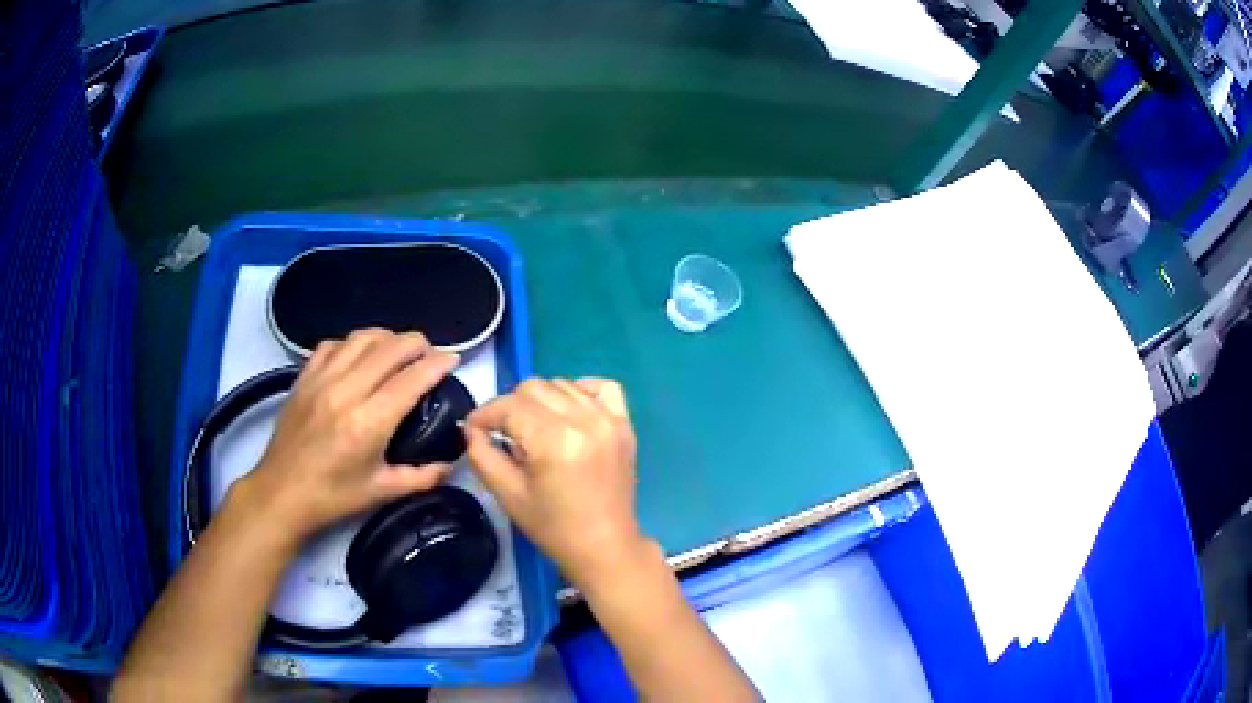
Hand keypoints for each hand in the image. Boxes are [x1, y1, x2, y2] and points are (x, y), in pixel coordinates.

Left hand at [237, 329, 457, 542]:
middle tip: (429, 353)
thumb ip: (423, 477)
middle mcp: (346, 391)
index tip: (453, 360)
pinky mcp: (304, 377)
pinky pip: (334, 344)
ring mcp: (321, 379)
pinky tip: (360, 357)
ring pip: (362, 337)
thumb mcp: (382, 492)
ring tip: (398, 350)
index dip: (438, 363)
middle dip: (417, 343)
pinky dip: (354, 343)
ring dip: (387, 337)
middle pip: (390, 347)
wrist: (282, 493)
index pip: (412, 378)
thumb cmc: (333, 497)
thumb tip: (452, 462)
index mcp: (368, 422)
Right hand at [464, 378, 647, 588]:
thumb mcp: (507, 494)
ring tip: (536, 429)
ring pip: (562, 384)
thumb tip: (472, 428)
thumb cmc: (553, 527)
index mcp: (554, 440)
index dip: (485, 414)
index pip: (509, 406)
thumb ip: (482, 455)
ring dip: (541, 400)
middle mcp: (584, 421)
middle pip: (533, 387)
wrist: (604, 546)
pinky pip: (602, 386)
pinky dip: (581, 391)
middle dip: (510, 407)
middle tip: (504, 434)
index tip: (474, 428)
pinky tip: (569, 413)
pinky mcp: (625, 424)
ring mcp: (609, 419)